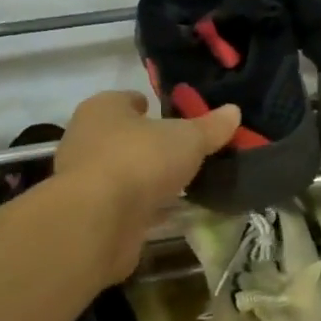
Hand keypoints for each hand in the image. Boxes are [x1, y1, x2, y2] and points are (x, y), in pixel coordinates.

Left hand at [53, 90, 240, 278]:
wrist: (97, 220)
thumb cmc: (139, 160)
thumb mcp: (187, 139)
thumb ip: (210, 127)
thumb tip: (234, 110)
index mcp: (103, 108)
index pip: (128, 100)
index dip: (151, 106)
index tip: (176, 118)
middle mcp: (87, 138)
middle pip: (125, 136)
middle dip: (150, 143)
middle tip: (184, 151)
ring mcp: (85, 178)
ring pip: (124, 171)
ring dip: (146, 177)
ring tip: (182, 183)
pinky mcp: (91, 213)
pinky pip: (125, 203)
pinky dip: (144, 206)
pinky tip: (170, 211)